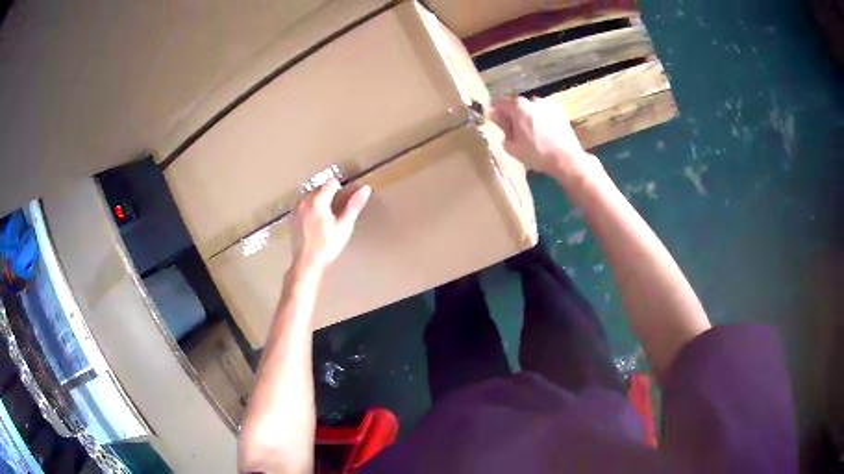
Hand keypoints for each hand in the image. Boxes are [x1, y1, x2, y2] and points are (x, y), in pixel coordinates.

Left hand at [290, 179, 371, 274]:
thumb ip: (354, 205)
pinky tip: (317, 221)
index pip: (331, 182)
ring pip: (311, 195)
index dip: (341, 189)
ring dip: (320, 200)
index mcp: (318, 200)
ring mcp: (297, 209)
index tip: (346, 199)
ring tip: (328, 215)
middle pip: (320, 187)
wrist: (308, 263)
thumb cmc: (328, 246)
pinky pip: (304, 205)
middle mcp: (305, 201)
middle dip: (330, 193)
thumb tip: (365, 189)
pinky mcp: (293, 218)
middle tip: (338, 209)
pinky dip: (311, 207)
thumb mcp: (344, 226)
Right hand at [490, 96, 601, 182]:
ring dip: (527, 115)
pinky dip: (539, 118)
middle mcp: (532, 100)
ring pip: (531, 108)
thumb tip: (495, 116)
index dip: (494, 110)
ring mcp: (547, 104)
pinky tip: (542, 132)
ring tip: (529, 131)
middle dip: (512, 114)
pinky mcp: (559, 111)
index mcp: (518, 107)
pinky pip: (543, 112)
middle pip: (516, 104)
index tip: (493, 118)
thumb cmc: (536, 154)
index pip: (499, 103)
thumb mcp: (512, 145)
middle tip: (512, 129)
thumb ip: (502, 127)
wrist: (566, 159)